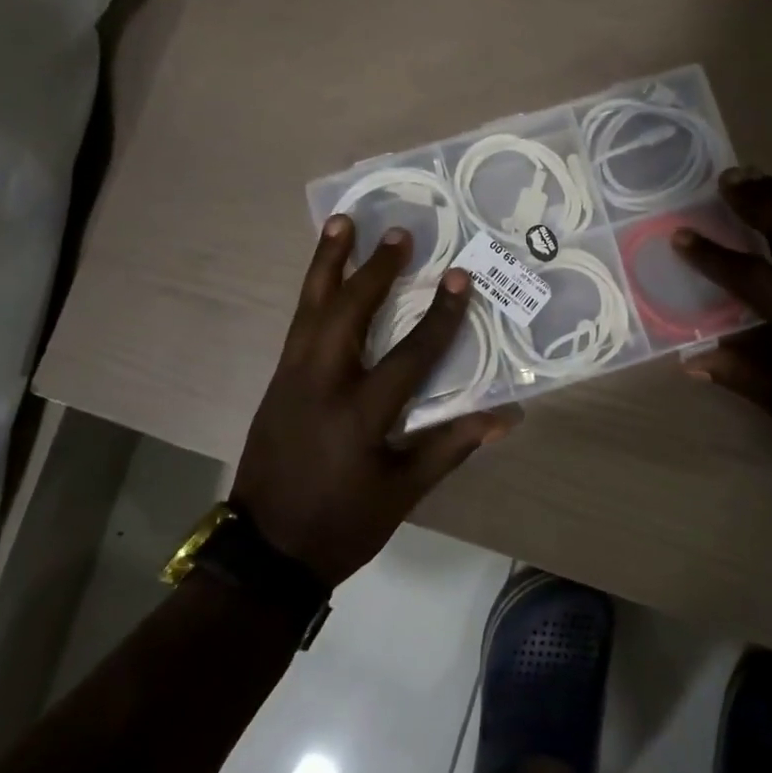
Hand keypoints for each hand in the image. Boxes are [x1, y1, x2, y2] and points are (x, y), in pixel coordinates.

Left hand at [231, 216, 521, 584]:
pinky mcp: (277, 380)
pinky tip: (323, 275)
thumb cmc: (342, 524)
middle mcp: (321, 383)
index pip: (410, 355)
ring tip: (341, 222)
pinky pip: (299, 323)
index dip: (440, 316)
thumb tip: (506, 416)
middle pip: (347, 312)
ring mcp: (292, 377)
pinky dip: (313, 291)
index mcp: (359, 414)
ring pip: (310, 307)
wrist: (265, 550)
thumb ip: (451, 446)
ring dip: (327, 262)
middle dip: (374, 270)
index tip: (460, 278)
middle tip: (398, 234)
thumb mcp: (403, 492)